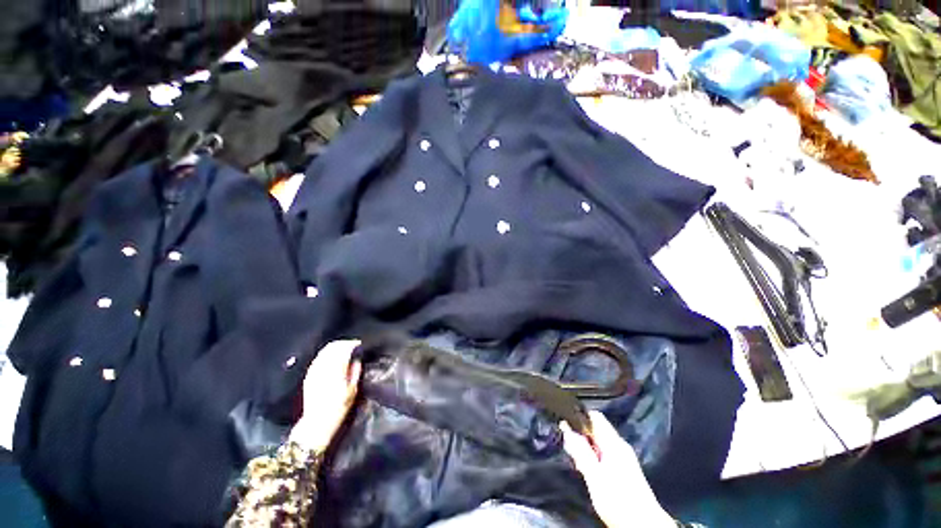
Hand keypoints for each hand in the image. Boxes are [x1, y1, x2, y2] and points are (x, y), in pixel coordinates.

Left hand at [289, 340, 361, 451]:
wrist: (317, 422)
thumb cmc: (339, 407)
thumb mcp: (353, 390)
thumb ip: (355, 371)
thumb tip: (356, 359)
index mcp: (336, 370)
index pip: (344, 349)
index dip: (352, 344)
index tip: (359, 344)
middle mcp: (324, 368)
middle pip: (333, 347)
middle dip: (344, 343)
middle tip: (352, 345)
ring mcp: (314, 371)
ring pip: (324, 351)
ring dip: (335, 347)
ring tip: (343, 348)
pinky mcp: (309, 375)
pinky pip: (318, 358)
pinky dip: (326, 353)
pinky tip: (331, 356)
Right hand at [561, 411, 674, 527]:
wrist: (644, 525)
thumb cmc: (618, 500)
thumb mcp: (594, 476)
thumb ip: (580, 451)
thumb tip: (567, 429)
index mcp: (613, 443)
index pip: (594, 417)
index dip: (578, 417)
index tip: (564, 424)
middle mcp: (620, 445)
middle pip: (596, 429)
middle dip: (580, 436)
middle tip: (569, 449)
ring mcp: (624, 457)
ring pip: (599, 443)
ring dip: (586, 449)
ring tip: (577, 463)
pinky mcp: (625, 469)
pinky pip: (605, 454)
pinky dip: (594, 458)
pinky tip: (589, 471)